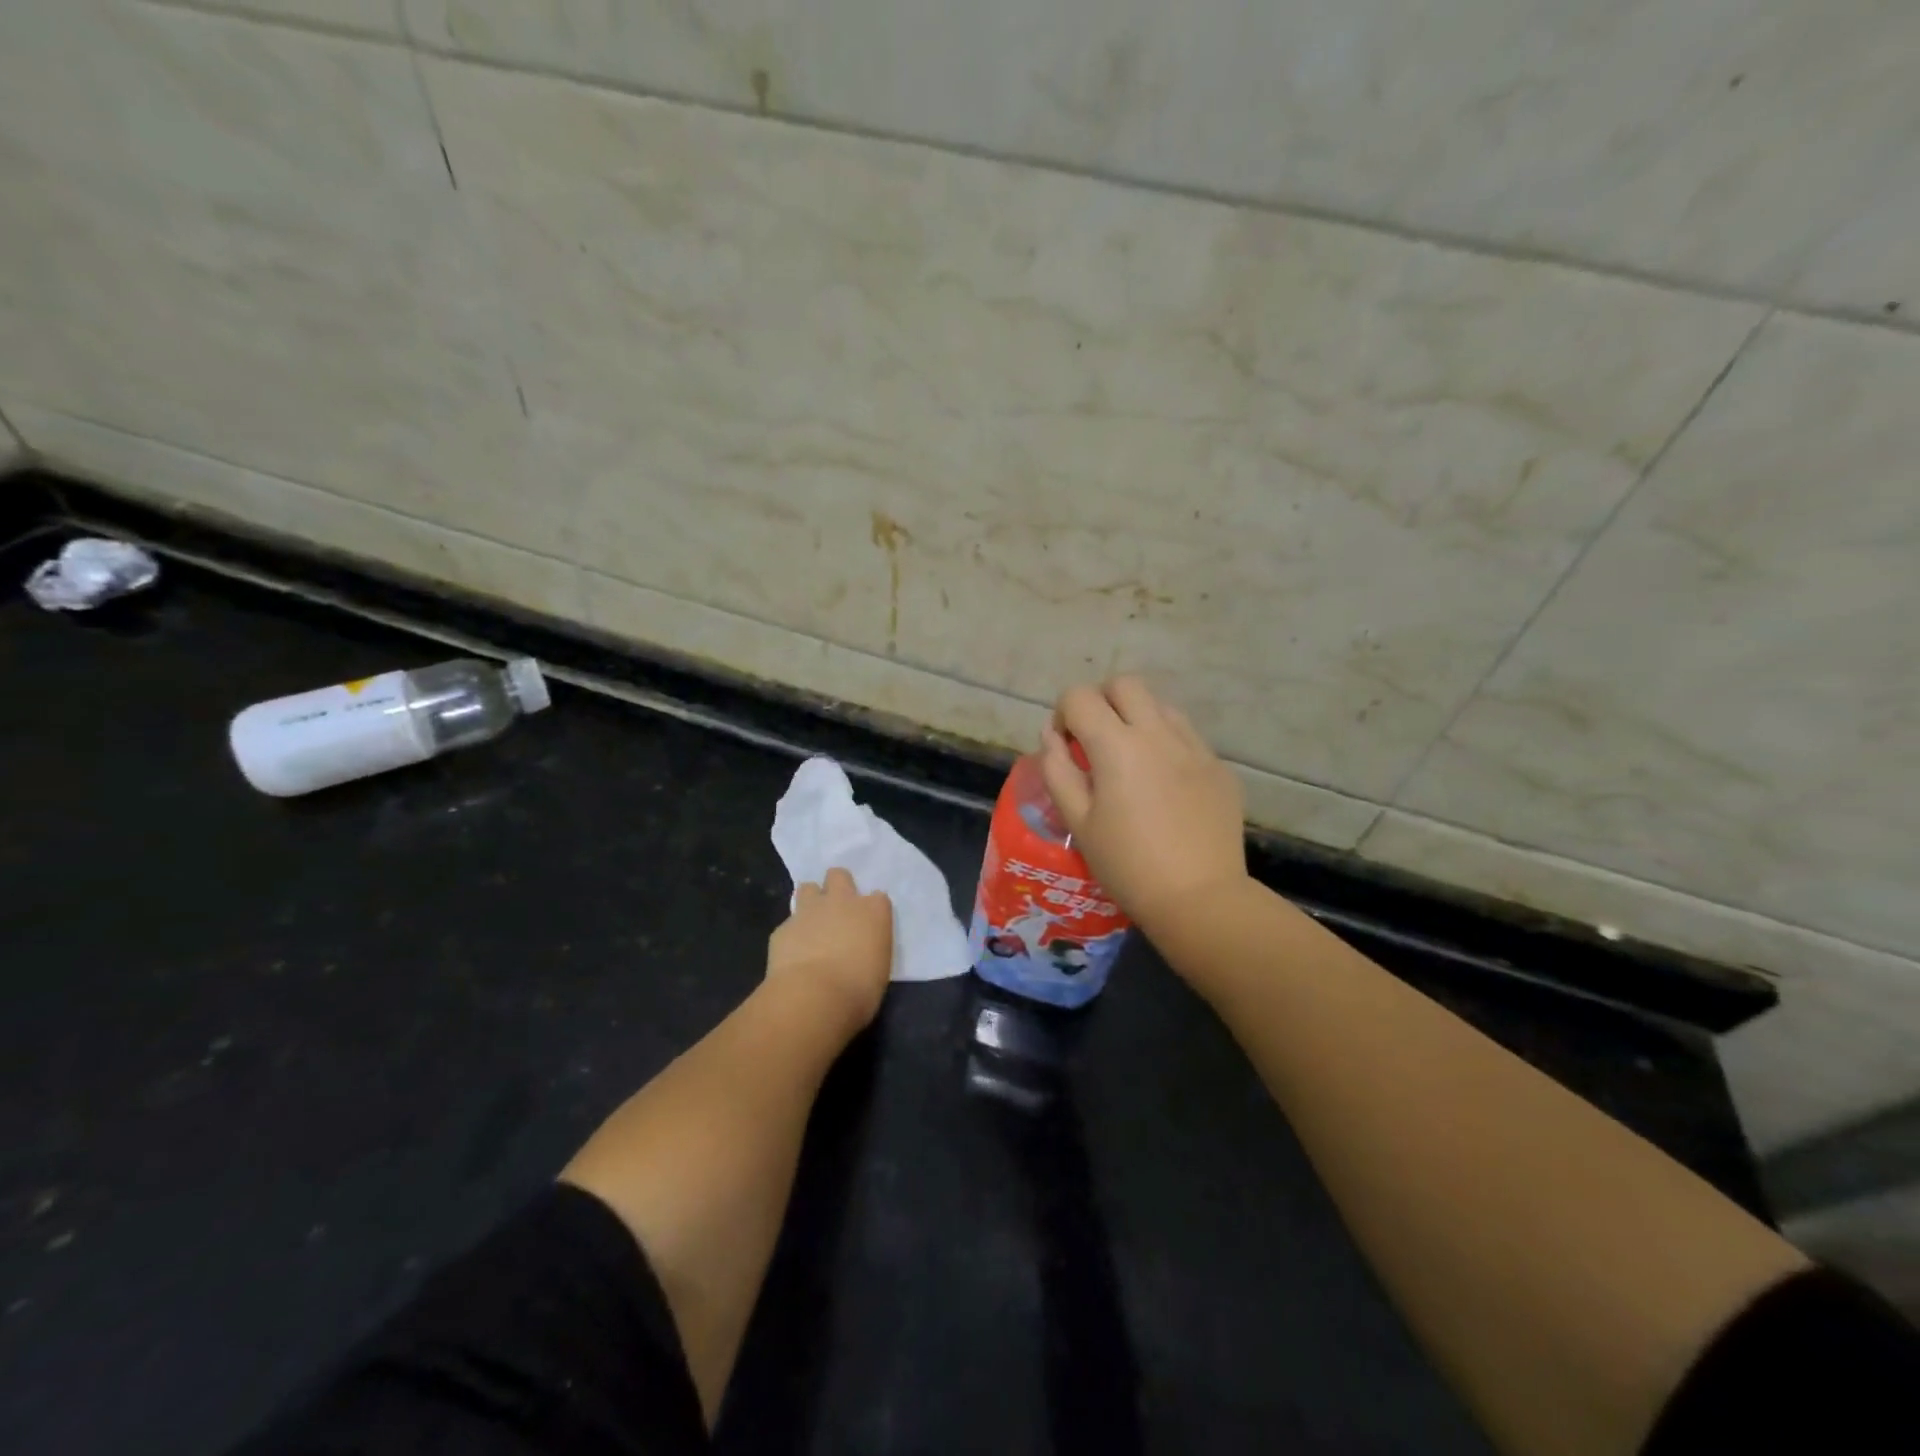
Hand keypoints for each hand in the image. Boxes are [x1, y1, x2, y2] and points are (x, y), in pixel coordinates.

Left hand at [766, 867, 893, 1034]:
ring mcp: (810, 910)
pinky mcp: (783, 927)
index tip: (868, 927)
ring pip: (808, 888)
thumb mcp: (878, 969)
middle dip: (837, 887)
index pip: (878, 898)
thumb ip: (869, 950)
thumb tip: (859, 952)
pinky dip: (792, 935)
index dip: (871, 910)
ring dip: (810, 901)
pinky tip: (792, 954)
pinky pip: (789, 923)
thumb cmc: (859, 991)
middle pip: (839, 875)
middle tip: (837, 913)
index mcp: (874, 912)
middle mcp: (842, 902)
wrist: (813, 997)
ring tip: (811, 925)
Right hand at [1039, 676, 1247, 936]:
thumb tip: (1051, 736)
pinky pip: (1187, 736)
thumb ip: (1058, 770)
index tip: (1065, 745)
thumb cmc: (1127, 865)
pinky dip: (1166, 744)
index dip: (1063, 714)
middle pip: (1124, 684)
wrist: (1199, 898)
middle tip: (1096, 740)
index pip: (1079, 697)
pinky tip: (1164, 784)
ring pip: (1160, 705)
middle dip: (1101, 701)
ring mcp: (1195, 747)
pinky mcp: (1218, 766)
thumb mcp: (1078, 821)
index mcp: (1117, 745)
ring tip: (1131, 759)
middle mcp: (1158, 733)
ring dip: (1137, 718)